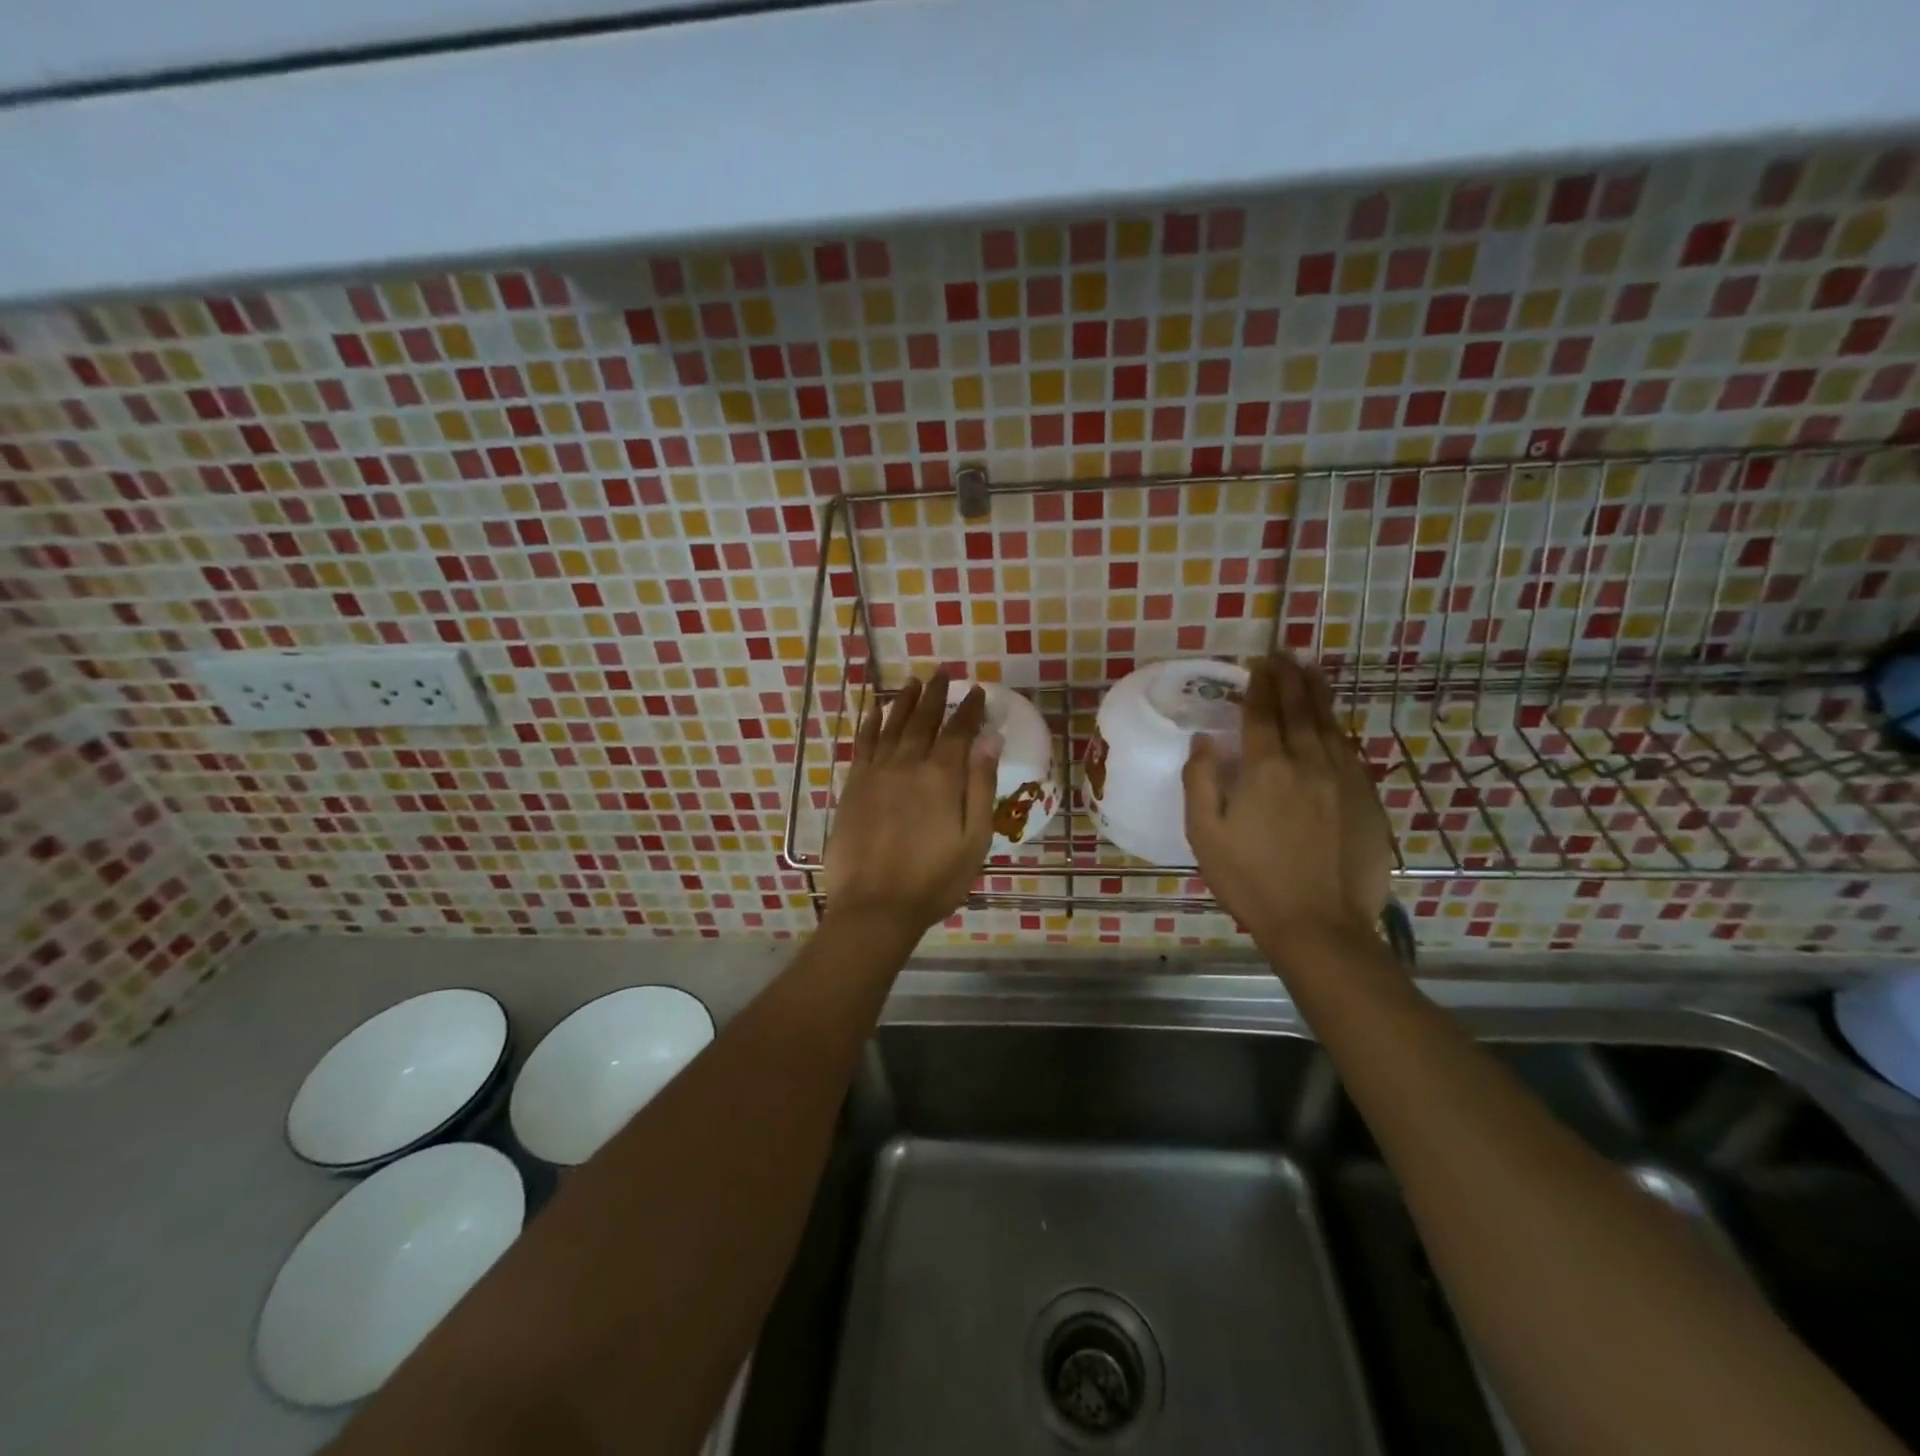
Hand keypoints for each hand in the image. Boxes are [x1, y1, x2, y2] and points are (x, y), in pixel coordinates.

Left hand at [823, 668, 998, 935]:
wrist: (875, 905)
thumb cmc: (934, 880)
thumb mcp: (974, 840)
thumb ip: (980, 787)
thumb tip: (989, 740)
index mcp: (942, 777)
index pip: (959, 732)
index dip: (969, 710)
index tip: (976, 691)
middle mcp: (908, 764)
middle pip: (924, 721)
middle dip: (936, 696)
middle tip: (943, 674)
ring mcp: (876, 773)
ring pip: (892, 725)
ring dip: (905, 701)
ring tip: (914, 682)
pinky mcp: (854, 785)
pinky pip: (863, 744)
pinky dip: (869, 723)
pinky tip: (874, 709)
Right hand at [1184, 653, 1394, 949]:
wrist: (1320, 925)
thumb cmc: (1251, 881)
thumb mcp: (1204, 835)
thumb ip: (1200, 781)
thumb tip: (1204, 741)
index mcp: (1266, 770)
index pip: (1262, 714)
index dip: (1259, 686)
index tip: (1258, 663)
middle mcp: (1309, 764)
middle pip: (1300, 710)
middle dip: (1290, 678)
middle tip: (1285, 654)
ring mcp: (1344, 781)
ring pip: (1330, 726)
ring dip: (1318, 695)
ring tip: (1311, 671)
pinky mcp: (1367, 801)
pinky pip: (1350, 753)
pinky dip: (1337, 730)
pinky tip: (1333, 725)